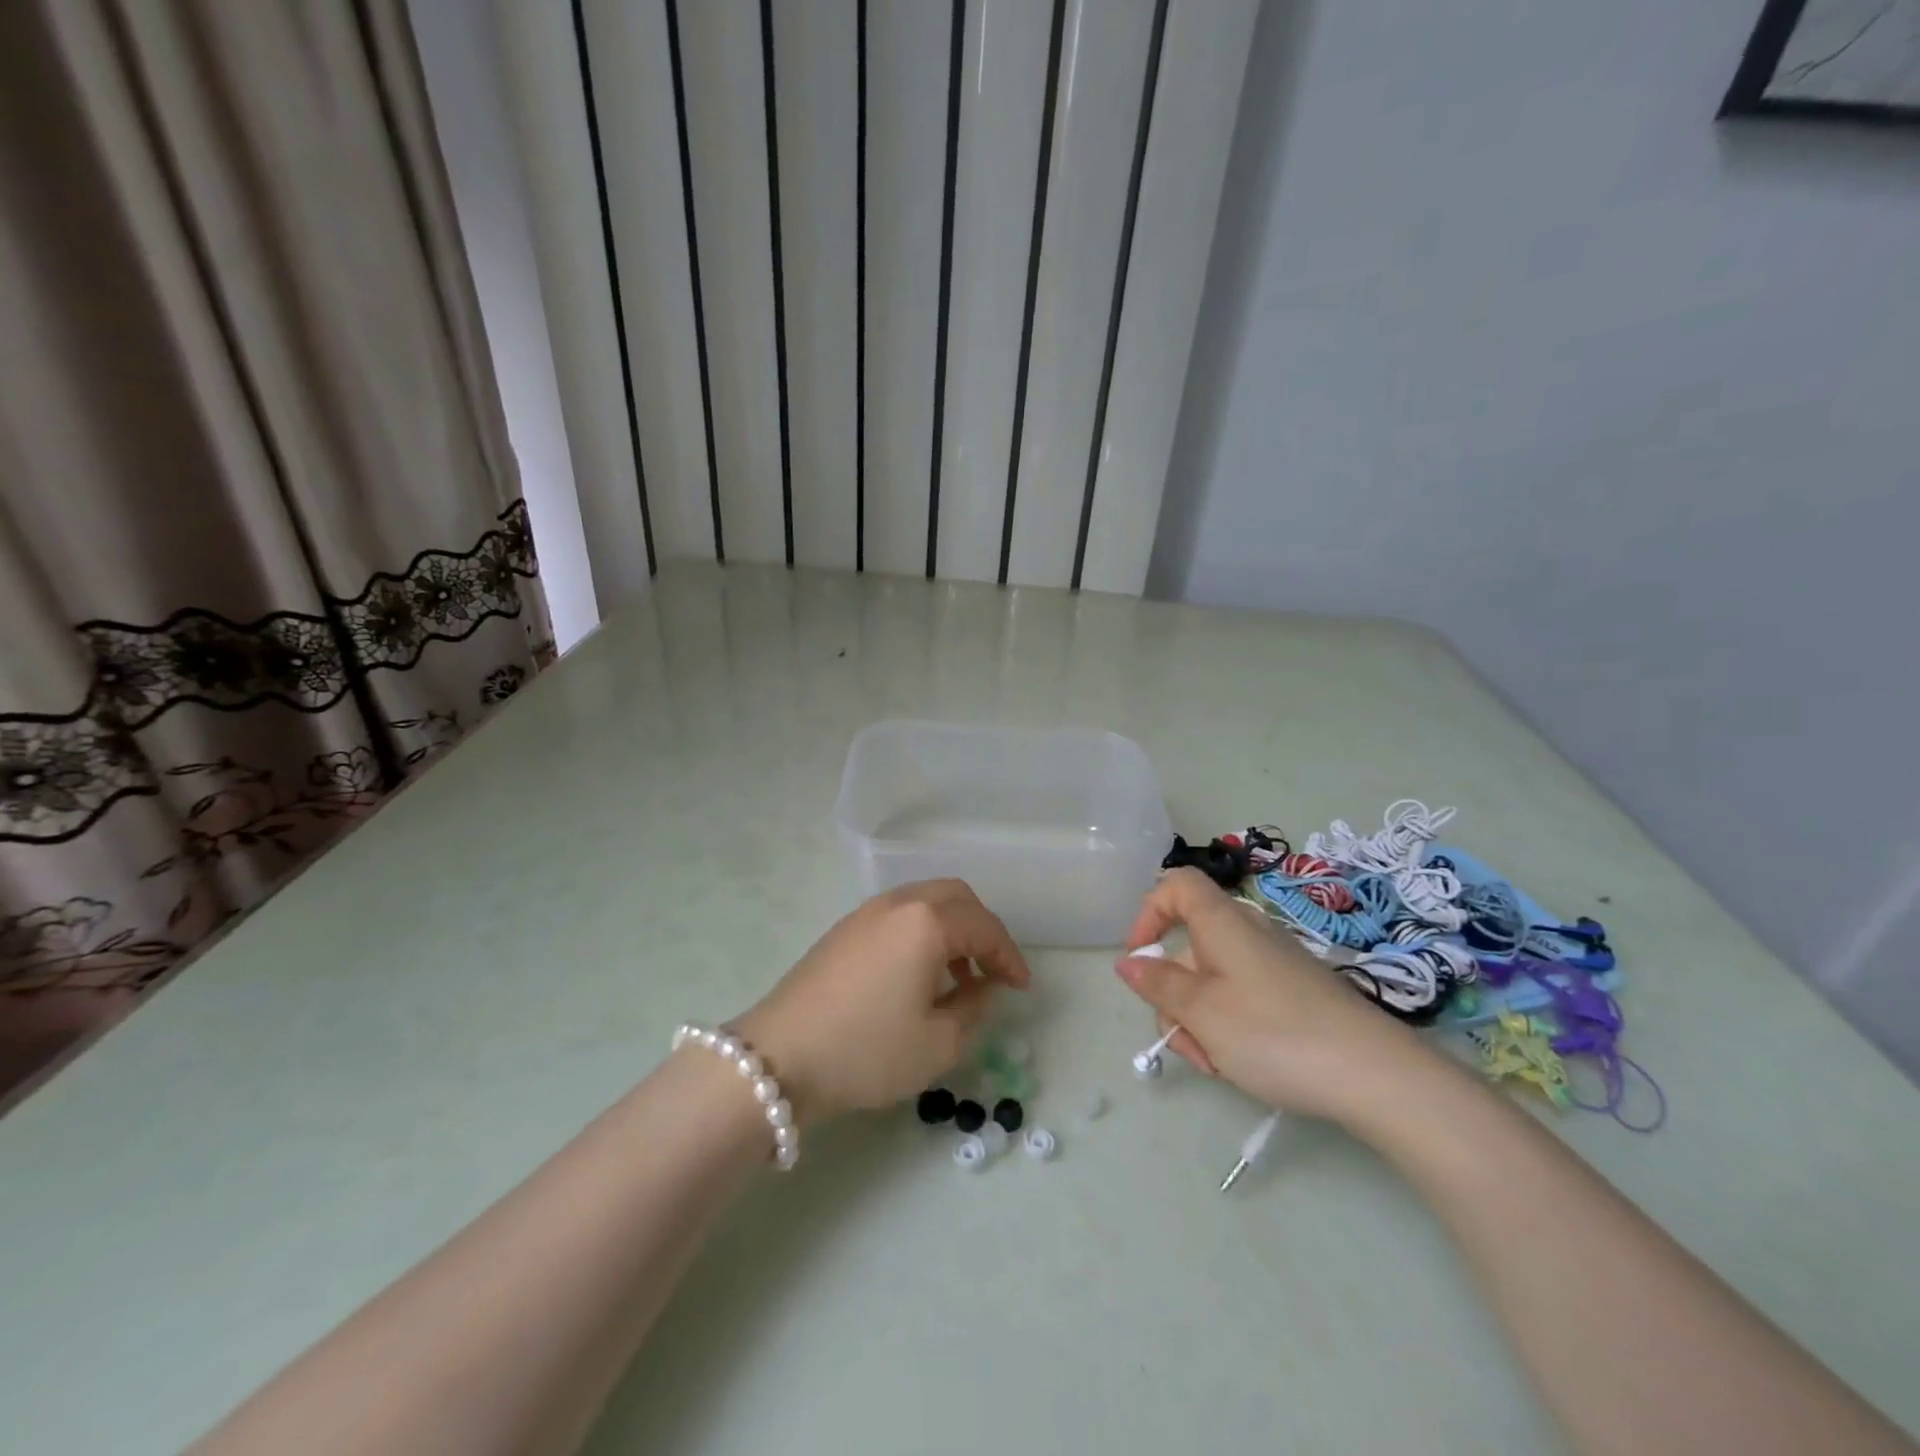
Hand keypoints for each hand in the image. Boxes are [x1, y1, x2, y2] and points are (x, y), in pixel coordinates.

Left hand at [733, 880, 1029, 1125]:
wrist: (778, 1058)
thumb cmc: (867, 1051)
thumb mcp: (938, 1044)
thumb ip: (974, 1009)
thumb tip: (982, 987)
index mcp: (927, 923)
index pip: (984, 927)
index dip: (1009, 956)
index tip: (1021, 987)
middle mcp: (898, 904)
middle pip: (956, 897)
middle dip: (982, 929)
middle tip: (991, 970)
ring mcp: (866, 913)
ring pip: (925, 901)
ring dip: (951, 929)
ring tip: (956, 977)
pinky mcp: (843, 929)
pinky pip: (898, 915)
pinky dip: (921, 932)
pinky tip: (917, 975)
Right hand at [1115, 868, 1436, 1120]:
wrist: (1376, 1074)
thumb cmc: (1274, 1033)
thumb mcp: (1202, 1013)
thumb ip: (1159, 985)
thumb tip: (1128, 961)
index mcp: (1222, 922)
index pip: (1175, 885)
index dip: (1148, 912)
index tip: (1139, 959)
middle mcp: (1248, 931)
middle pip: (1189, 945)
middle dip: (1173, 994)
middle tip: (1185, 1044)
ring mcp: (1275, 962)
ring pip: (1213, 978)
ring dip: (1199, 1018)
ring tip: (1216, 1064)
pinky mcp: (1295, 991)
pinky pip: (1243, 995)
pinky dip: (1230, 1024)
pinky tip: (1243, 1063)